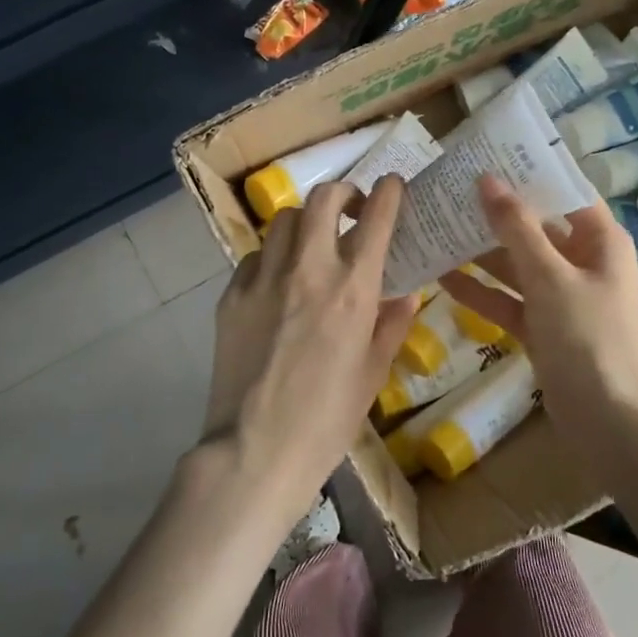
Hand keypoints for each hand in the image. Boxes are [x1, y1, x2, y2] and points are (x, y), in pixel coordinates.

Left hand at [202, 177, 420, 519]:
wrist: (255, 450)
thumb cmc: (327, 420)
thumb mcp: (373, 373)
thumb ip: (392, 325)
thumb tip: (406, 294)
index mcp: (352, 290)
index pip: (375, 218)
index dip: (388, 192)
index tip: (392, 186)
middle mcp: (308, 270)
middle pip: (323, 199)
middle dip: (342, 193)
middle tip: (350, 210)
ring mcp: (264, 279)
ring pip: (285, 219)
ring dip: (305, 222)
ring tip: (312, 244)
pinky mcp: (231, 295)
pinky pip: (256, 256)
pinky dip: (273, 257)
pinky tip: (278, 282)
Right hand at [440, 175, 637, 434]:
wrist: (615, 426)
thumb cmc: (592, 340)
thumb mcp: (551, 278)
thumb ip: (516, 229)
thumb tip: (487, 179)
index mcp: (598, 239)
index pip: (561, 190)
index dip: (525, 172)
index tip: (482, 155)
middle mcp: (581, 261)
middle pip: (533, 226)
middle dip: (492, 213)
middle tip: (444, 190)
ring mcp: (560, 297)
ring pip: (515, 264)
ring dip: (480, 252)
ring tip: (433, 227)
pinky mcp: (543, 329)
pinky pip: (508, 301)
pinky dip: (480, 292)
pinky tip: (441, 278)